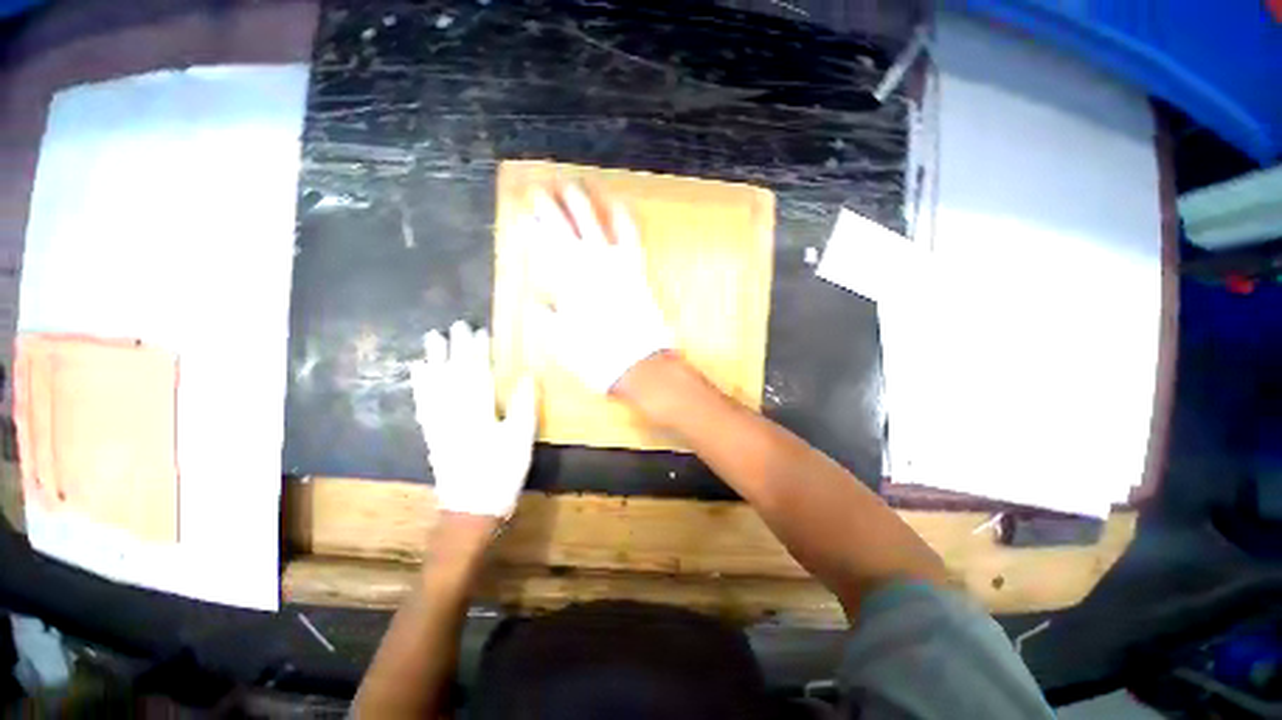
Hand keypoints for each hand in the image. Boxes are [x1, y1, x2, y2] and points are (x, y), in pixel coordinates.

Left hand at [410, 321, 536, 517]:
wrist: (470, 510)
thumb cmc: (501, 474)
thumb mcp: (521, 440)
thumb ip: (523, 406)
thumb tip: (527, 376)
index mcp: (478, 412)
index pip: (477, 374)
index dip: (478, 351)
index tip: (479, 331)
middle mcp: (453, 413)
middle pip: (452, 375)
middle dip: (454, 349)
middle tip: (453, 326)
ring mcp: (439, 424)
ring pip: (434, 386)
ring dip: (433, 361)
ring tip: (431, 340)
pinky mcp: (432, 435)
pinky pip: (423, 404)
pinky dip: (420, 386)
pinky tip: (418, 374)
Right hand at [524, 184, 673, 392]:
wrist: (639, 363)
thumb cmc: (597, 357)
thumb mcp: (561, 343)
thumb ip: (546, 318)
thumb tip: (536, 301)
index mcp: (566, 284)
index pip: (544, 248)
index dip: (534, 226)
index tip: (524, 210)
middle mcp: (588, 268)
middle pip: (565, 229)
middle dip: (551, 207)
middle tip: (541, 189)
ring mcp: (615, 266)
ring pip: (594, 226)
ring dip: (583, 203)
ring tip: (573, 184)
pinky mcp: (636, 270)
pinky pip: (630, 238)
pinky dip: (623, 219)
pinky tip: (619, 204)